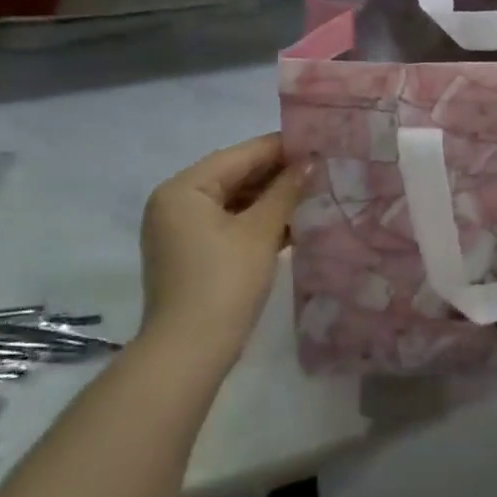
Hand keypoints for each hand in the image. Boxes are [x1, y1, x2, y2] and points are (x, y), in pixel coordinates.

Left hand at [138, 134, 307, 377]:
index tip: (318, 142)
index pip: (239, 156)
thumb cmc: (224, 282)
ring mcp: (180, 232)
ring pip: (233, 202)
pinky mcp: (191, 255)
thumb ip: (286, 191)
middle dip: (278, 175)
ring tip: (315, 194)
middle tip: (322, 169)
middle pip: (234, 177)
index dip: (281, 148)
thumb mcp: (260, 232)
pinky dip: (257, 223)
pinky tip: (293, 224)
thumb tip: (310, 161)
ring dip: (271, 200)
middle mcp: (175, 204)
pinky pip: (228, 225)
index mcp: (183, 189)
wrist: (189, 353)